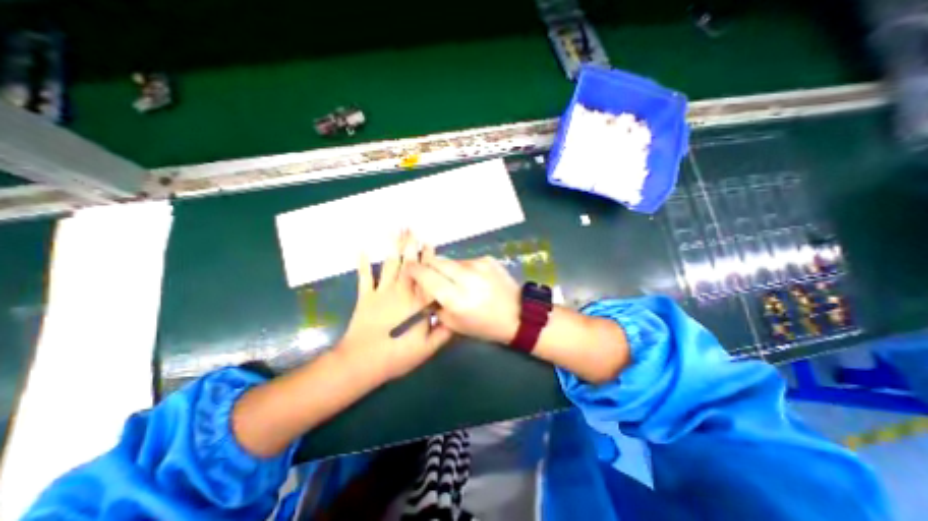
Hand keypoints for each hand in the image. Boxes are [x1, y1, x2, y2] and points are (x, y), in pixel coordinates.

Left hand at [337, 231, 452, 382]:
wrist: (363, 362)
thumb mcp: (428, 348)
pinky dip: (362, 264)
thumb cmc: (398, 355)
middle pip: (408, 264)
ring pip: (390, 265)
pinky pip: (364, 277)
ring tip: (395, 231)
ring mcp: (382, 292)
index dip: (429, 258)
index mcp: (418, 302)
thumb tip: (455, 317)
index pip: (427, 275)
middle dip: (411, 245)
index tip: (429, 242)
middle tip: (412, 228)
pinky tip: (362, 250)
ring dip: (393, 247)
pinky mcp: (366, 297)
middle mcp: (402, 291)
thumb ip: (444, 331)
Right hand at [406, 252, 518, 343]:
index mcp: (457, 299)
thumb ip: (436, 306)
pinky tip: (473, 280)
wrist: (518, 314)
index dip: (415, 270)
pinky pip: (466, 261)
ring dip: (447, 269)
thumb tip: (426, 289)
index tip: (409, 268)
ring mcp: (479, 265)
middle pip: (437, 261)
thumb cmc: (485, 325)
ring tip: (456, 281)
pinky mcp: (488, 259)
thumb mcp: (455, 325)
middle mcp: (467, 278)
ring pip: (451, 260)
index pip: (427, 277)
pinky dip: (463, 269)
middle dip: (428, 265)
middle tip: (429, 273)